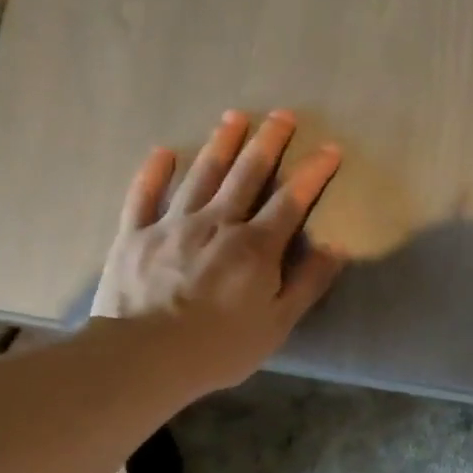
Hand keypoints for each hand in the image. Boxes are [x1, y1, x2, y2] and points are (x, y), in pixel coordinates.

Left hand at [92, 109, 344, 392]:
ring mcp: (172, 225)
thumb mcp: (278, 323)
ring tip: (234, 117)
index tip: (330, 149)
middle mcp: (217, 223)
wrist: (144, 357)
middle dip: (268, 142)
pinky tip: (163, 152)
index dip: (313, 173)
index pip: (291, 200)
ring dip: (220, 144)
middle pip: (246, 174)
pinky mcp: (135, 235)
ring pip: (200, 175)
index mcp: (255, 246)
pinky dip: (154, 172)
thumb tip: (337, 246)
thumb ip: (308, 282)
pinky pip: (144, 195)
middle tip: (282, 115)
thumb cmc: (220, 346)